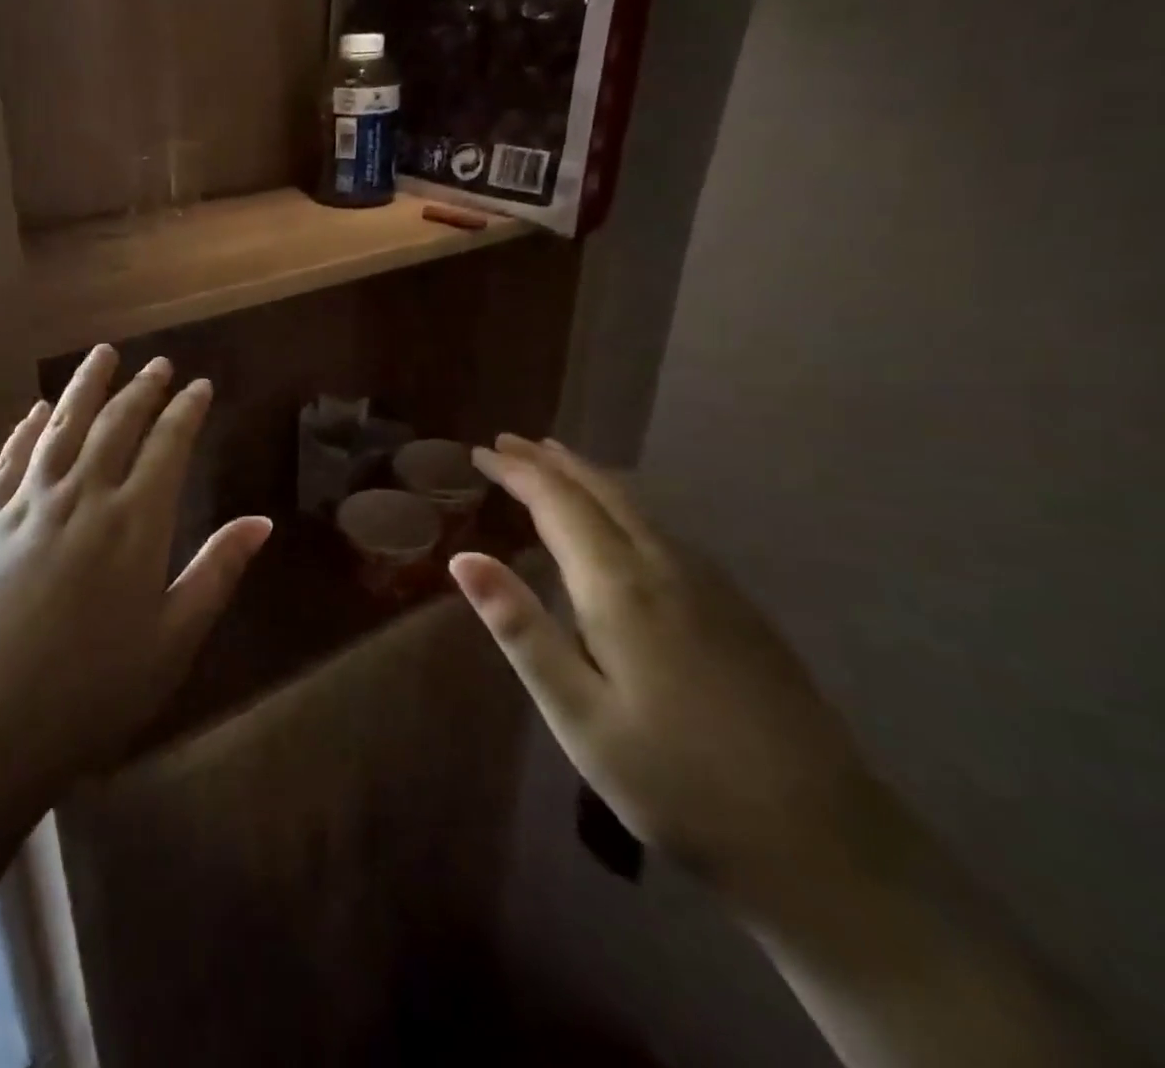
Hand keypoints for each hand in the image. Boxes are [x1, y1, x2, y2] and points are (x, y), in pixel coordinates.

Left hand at [0, 345, 271, 799]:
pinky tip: (36, 411)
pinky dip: (27, 428)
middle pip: (115, 425)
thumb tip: (261, 521)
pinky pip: (11, 458)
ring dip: (84, 387)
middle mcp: (81, 497)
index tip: (199, 385)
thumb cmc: (89, 695)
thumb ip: (216, 573)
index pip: (167, 446)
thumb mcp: (171, 642)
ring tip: (102, 355)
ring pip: (61, 427)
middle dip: (141, 389)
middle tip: (157, 364)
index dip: (186, 411)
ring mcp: (26, 504)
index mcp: (133, 524)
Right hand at [451, 437, 896, 908]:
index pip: (558, 502)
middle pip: (602, 490)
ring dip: (588, 476)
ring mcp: (713, 586)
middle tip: (508, 441)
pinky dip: (624, 504)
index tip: (480, 451)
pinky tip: (621, 521)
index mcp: (621, 587)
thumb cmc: (676, 782)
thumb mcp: (576, 714)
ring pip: (639, 505)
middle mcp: (667, 567)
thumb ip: (519, 628)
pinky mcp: (740, 609)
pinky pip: (665, 529)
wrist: (827, 847)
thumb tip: (463, 558)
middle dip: (550, 460)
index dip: (516, 471)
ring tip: (553, 463)